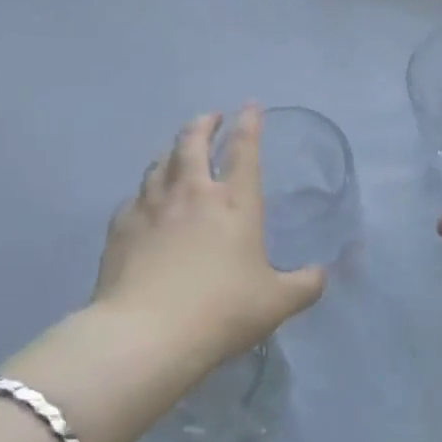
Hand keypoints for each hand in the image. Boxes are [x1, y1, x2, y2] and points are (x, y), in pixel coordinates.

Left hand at [91, 106, 325, 363]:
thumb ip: (305, 284)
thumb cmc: (222, 311)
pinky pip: (134, 197)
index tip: (251, 106)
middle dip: (204, 124)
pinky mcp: (120, 228)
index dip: (249, 123)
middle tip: (211, 118)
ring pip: (159, 164)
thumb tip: (321, 274)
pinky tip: (145, 201)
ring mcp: (150, 207)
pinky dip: (146, 190)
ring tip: (177, 153)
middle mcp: (191, 193)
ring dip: (172, 151)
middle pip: (192, 142)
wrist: (146, 335)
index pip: (244, 149)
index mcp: (235, 202)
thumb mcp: (278, 302)